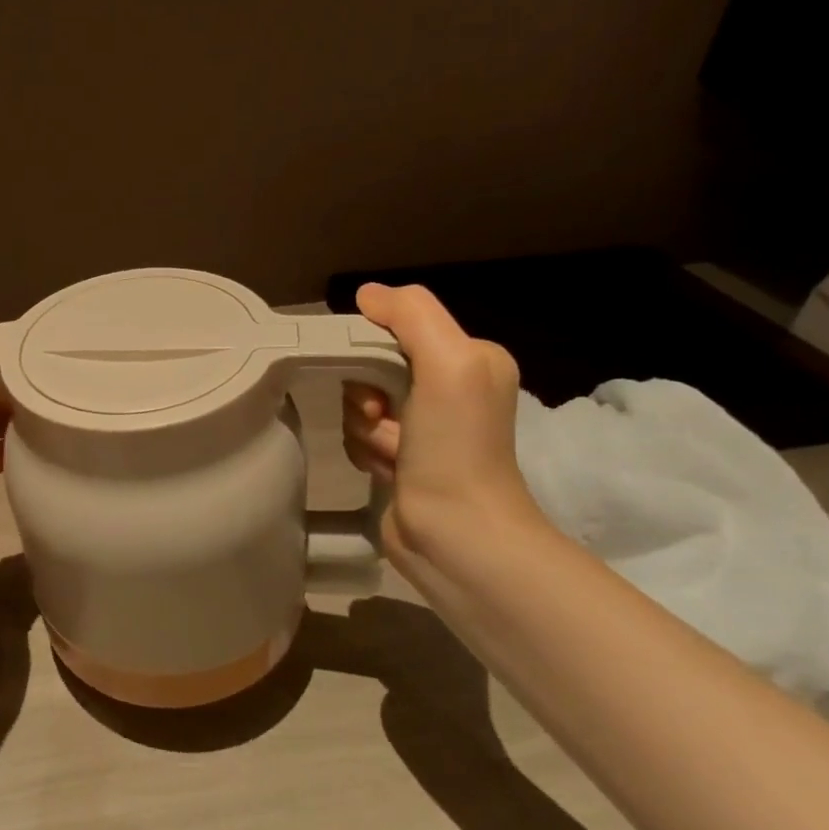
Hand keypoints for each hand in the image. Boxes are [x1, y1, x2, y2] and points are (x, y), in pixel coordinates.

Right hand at [342, 283, 545, 577]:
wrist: (456, 535)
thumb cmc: (455, 446)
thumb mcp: (448, 363)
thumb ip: (411, 315)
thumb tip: (366, 294)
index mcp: (469, 358)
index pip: (397, 328)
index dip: (371, 349)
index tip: (375, 381)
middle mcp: (448, 387)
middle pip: (372, 366)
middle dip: (367, 395)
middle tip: (383, 418)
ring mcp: (423, 427)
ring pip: (360, 403)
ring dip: (366, 429)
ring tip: (392, 454)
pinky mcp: (401, 458)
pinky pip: (359, 435)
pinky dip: (366, 451)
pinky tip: (387, 471)